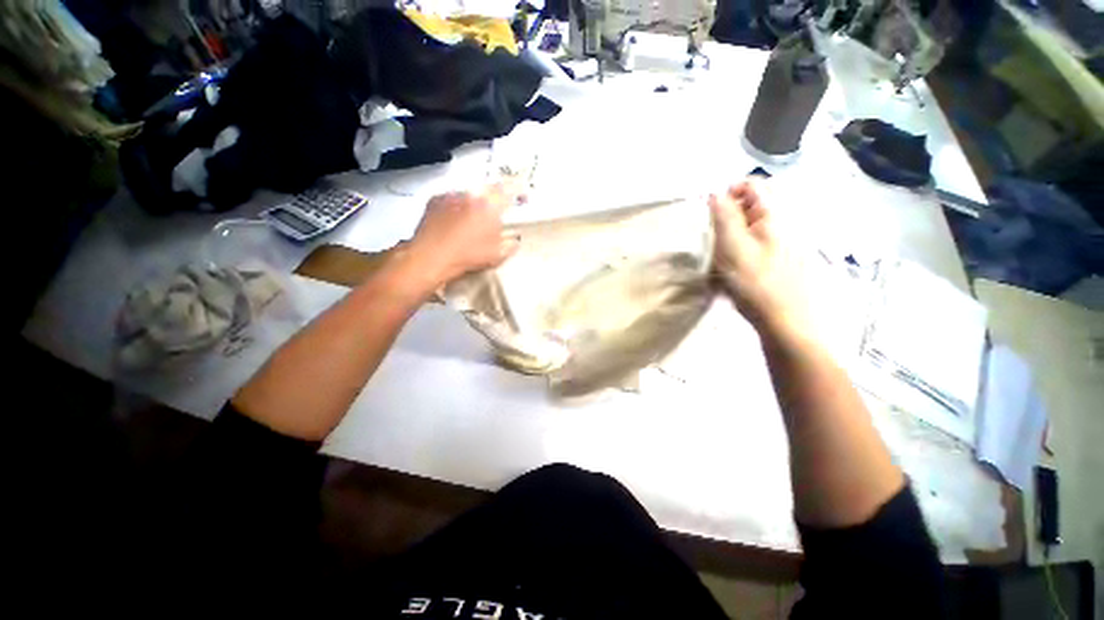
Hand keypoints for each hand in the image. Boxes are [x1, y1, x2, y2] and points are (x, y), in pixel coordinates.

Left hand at [408, 185, 520, 287]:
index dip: (520, 190)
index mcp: (490, 204)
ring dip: (476, 203)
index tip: (523, 198)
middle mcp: (471, 193)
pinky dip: (459, 206)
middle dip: (496, 199)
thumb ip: (511, 244)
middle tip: (497, 213)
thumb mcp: (497, 254)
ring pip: (470, 193)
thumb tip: (514, 239)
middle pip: (490, 189)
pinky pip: (453, 198)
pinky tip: (455, 222)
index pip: (511, 188)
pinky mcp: (435, 199)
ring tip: (473, 220)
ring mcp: (451, 194)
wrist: (431, 257)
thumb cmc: (468, 256)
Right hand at [710, 182, 811, 336]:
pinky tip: (731, 269)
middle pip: (750, 206)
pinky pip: (752, 245)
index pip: (751, 185)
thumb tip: (715, 192)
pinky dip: (737, 250)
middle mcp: (781, 223)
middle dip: (727, 217)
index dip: (727, 193)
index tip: (710, 215)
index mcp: (773, 215)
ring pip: (749, 227)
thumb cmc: (756, 282)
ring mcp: (781, 243)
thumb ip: (724, 216)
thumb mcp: (733, 246)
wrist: (784, 321)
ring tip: (720, 256)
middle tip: (713, 238)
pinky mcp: (777, 261)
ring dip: (730, 236)